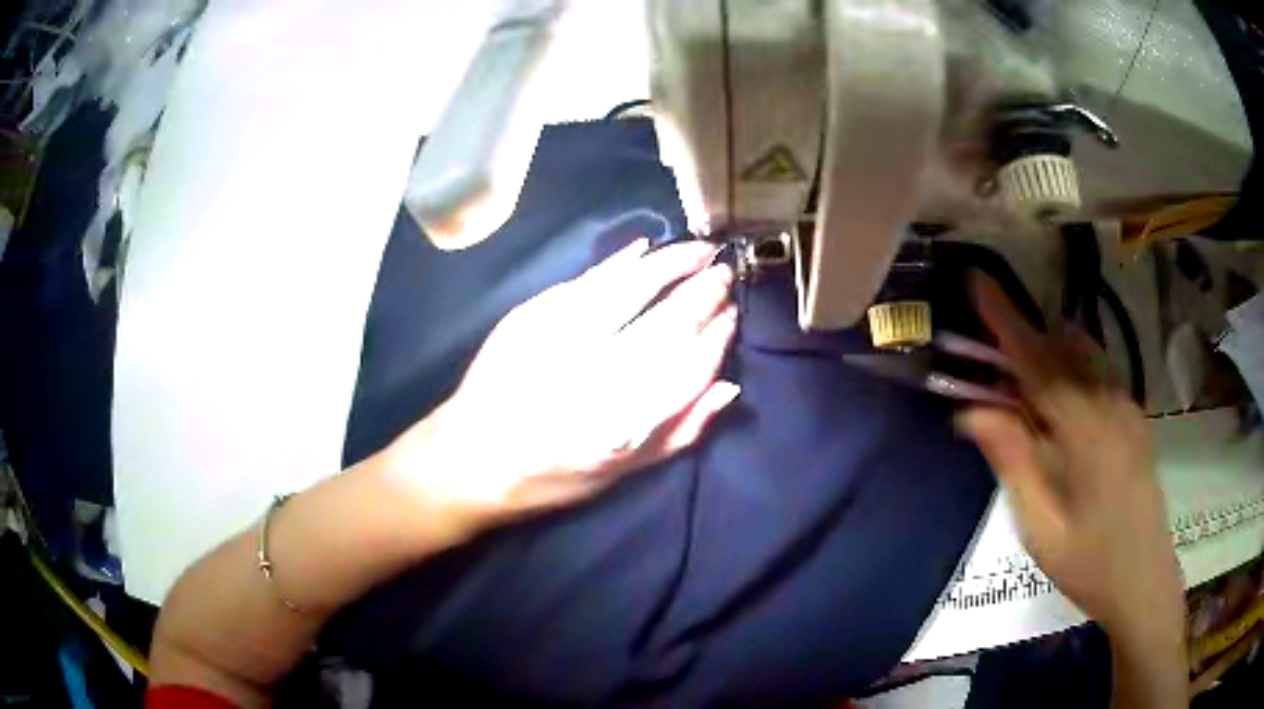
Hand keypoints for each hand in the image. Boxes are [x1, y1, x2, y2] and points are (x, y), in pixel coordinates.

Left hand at [382, 238, 739, 526]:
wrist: (471, 457)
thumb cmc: (553, 476)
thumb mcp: (622, 473)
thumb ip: (679, 433)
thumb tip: (728, 388)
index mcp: (618, 427)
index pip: (685, 370)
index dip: (715, 340)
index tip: (732, 316)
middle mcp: (592, 380)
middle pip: (663, 326)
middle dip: (701, 295)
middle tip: (723, 273)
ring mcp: (558, 342)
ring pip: (628, 291)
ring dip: (669, 265)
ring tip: (697, 250)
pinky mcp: (529, 318)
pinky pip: (586, 281)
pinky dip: (619, 263)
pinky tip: (645, 250)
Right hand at [957, 276, 1184, 642]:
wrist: (1145, 583)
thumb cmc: (1091, 566)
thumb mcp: (1043, 529)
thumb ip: (1014, 463)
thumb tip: (972, 411)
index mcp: (1087, 432)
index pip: (1040, 362)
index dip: (1006, 321)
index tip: (978, 282)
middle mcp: (1111, 405)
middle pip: (1061, 350)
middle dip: (1021, 332)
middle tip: (984, 329)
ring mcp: (1128, 408)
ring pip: (1083, 357)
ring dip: (1045, 348)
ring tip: (1013, 359)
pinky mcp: (1134, 419)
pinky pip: (1099, 373)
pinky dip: (1071, 363)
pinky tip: (1057, 386)